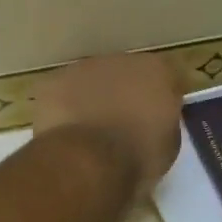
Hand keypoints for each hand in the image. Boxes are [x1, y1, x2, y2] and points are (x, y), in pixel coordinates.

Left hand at [32, 54, 182, 194]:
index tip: (157, 121)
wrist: (89, 161)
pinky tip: (66, 133)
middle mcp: (120, 60)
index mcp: (156, 71)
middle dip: (124, 95)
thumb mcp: (169, 145)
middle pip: (126, 75)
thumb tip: (153, 121)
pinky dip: (64, 109)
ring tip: (90, 133)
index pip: (165, 78)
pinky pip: (62, 94)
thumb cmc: (138, 156)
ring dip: (93, 99)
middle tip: (122, 126)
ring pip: (91, 81)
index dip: (161, 100)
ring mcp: (82, 68)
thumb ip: (163, 122)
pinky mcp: (52, 83)